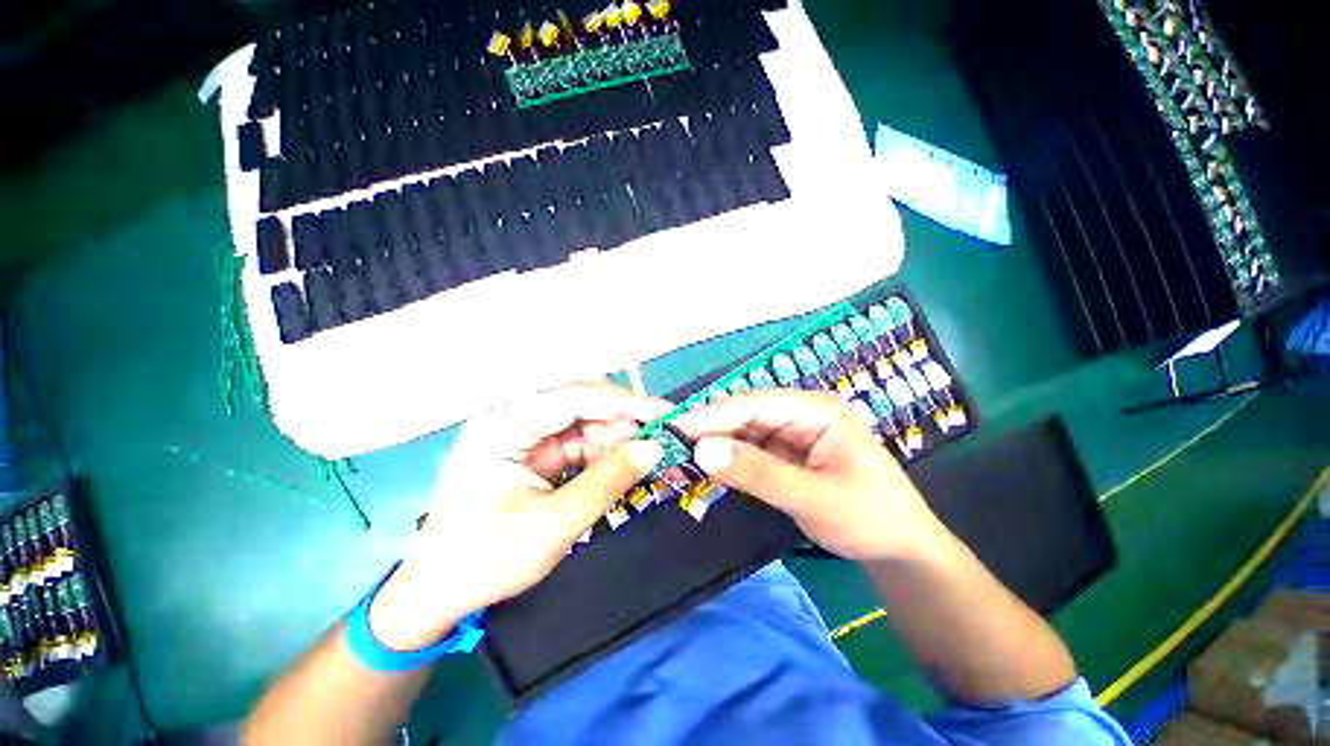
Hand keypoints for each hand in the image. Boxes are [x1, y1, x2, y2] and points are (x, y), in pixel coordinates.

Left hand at [369, 383, 668, 649]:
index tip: (664, 411)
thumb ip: (607, 481)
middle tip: (662, 439)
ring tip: (647, 457)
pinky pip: (578, 442)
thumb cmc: (486, 560)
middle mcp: (512, 417)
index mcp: (503, 424)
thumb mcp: (554, 525)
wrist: (439, 592)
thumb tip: (654, 448)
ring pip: (584, 423)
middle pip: (581, 405)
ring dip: (616, 440)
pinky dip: (603, 454)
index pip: (573, 398)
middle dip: (623, 422)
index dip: (623, 402)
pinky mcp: (533, 451)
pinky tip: (623, 466)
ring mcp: (522, 433)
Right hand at [674, 390, 946, 562]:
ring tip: (682, 453)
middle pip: (745, 413)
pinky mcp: (786, 451)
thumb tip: (702, 450)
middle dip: (710, 427)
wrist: (900, 548)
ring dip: (717, 442)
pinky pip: (751, 448)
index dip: (713, 415)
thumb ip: (757, 473)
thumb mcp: (813, 498)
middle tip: (672, 442)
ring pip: (744, 430)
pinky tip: (709, 464)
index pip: (753, 404)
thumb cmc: (869, 518)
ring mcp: (793, 431)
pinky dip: (730, 456)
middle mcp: (801, 412)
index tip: (675, 427)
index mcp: (816, 409)